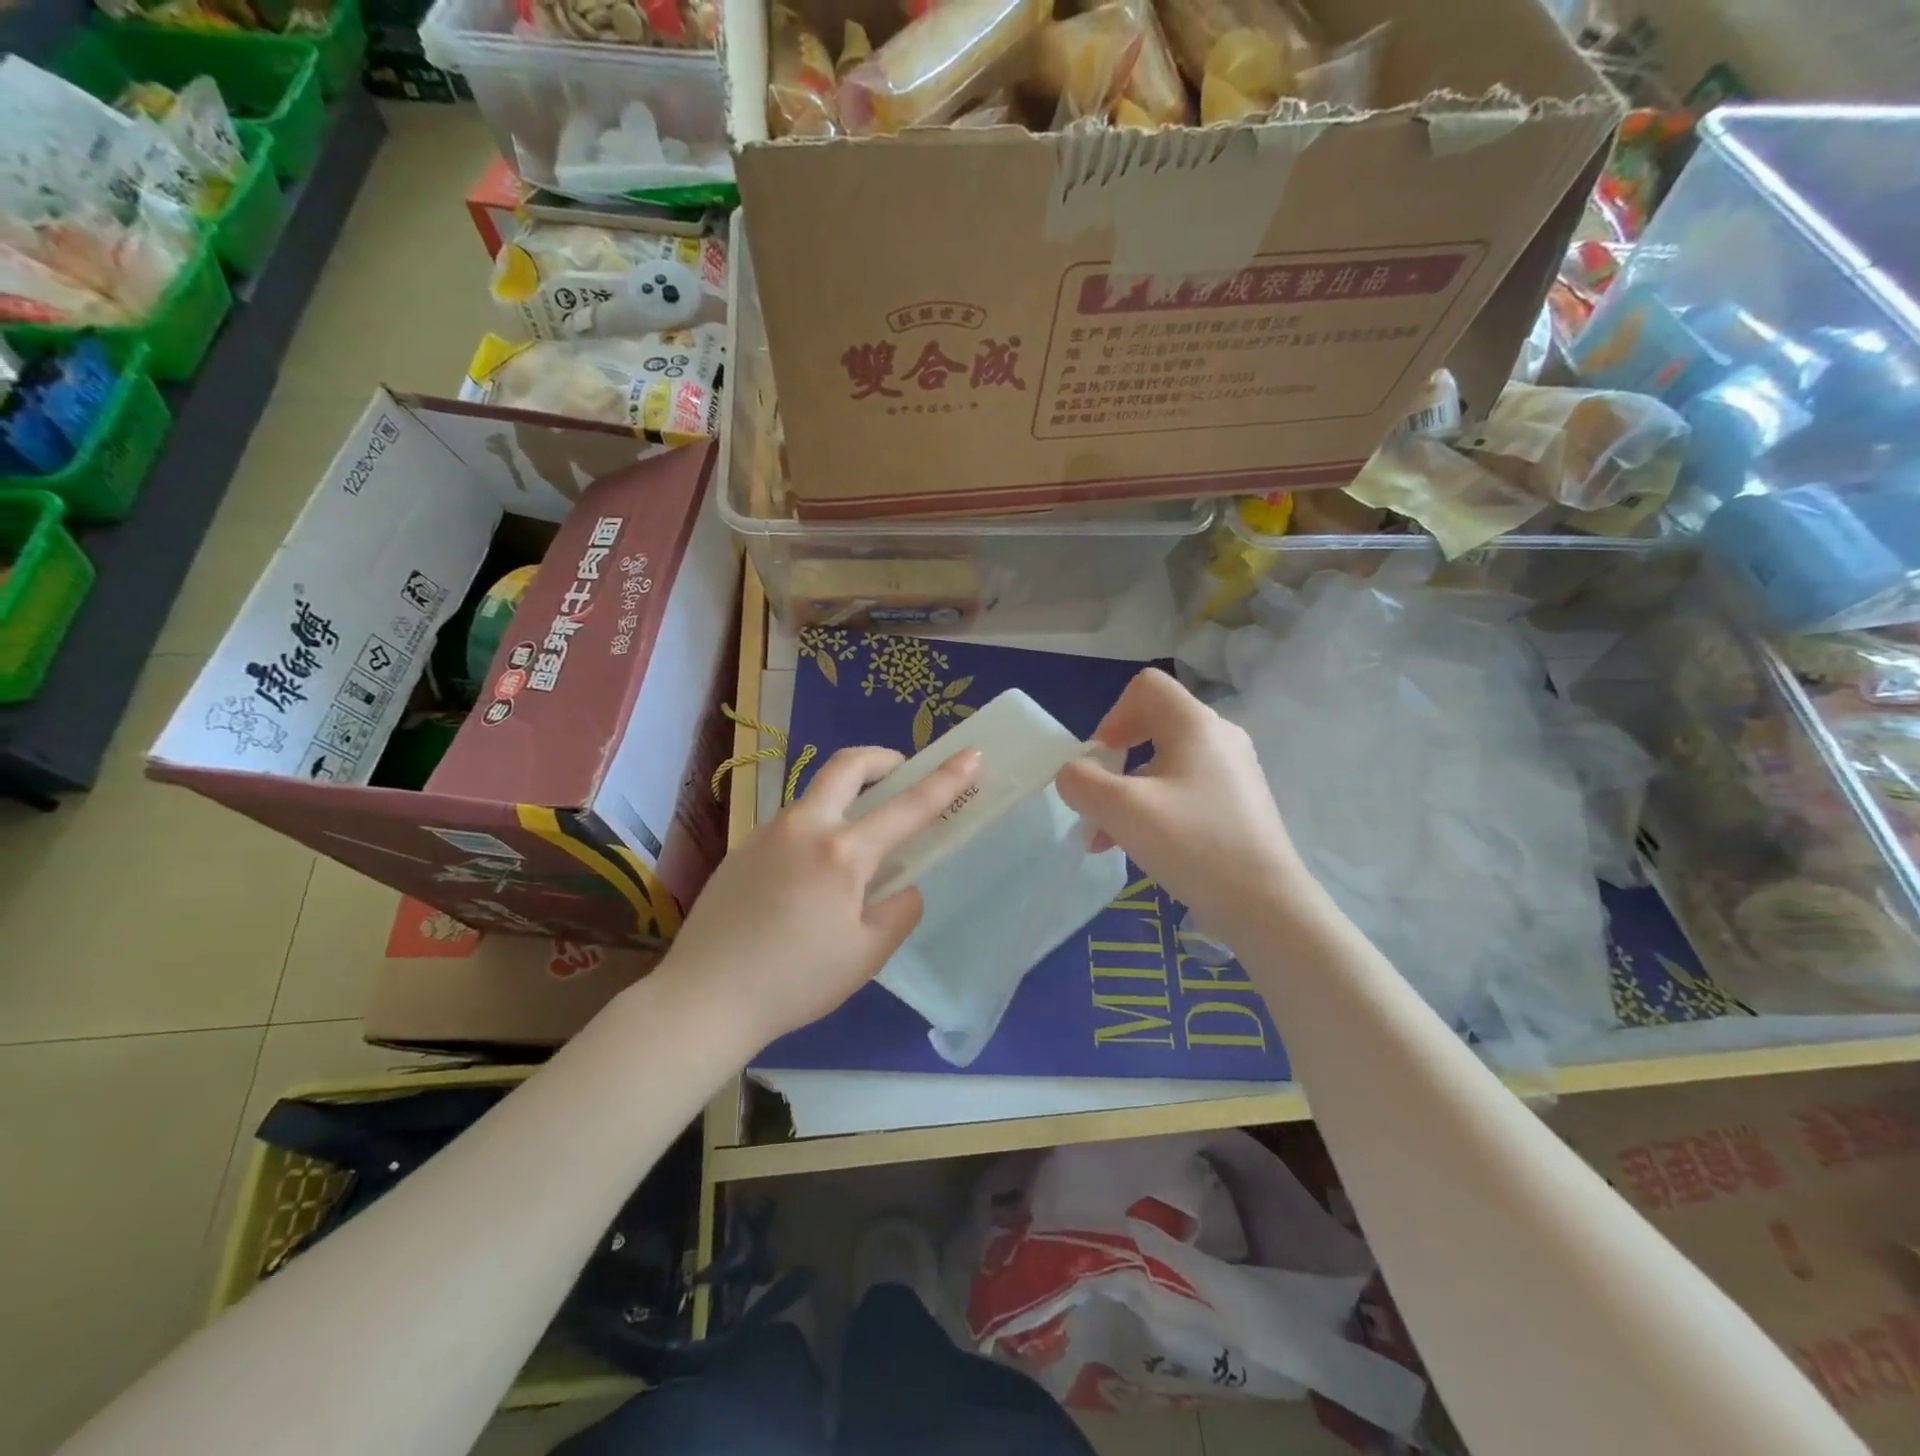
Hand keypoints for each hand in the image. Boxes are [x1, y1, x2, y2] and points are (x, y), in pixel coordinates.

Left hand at [657, 744, 981, 1052]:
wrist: (703, 998)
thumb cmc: (795, 981)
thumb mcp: (867, 955)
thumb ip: (899, 910)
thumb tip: (901, 886)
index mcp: (842, 853)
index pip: (908, 807)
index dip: (946, 779)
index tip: (972, 754)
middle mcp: (804, 827)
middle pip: (847, 766)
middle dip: (882, 759)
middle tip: (901, 773)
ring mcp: (767, 832)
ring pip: (816, 795)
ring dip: (846, 797)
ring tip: (857, 842)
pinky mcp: (742, 848)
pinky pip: (792, 824)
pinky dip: (817, 827)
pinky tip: (811, 876)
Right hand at [1055, 668, 1313, 948]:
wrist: (1266, 906)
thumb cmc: (1193, 845)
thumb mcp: (1122, 809)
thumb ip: (1082, 782)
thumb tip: (1073, 775)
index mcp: (1196, 724)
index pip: (1146, 687)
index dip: (1112, 716)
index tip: (1100, 761)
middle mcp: (1219, 738)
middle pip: (1151, 727)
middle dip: (1113, 763)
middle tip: (1096, 801)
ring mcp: (1232, 773)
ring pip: (1163, 766)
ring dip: (1126, 795)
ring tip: (1103, 839)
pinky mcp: (1236, 805)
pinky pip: (1183, 792)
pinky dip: (1153, 810)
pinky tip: (1134, 849)